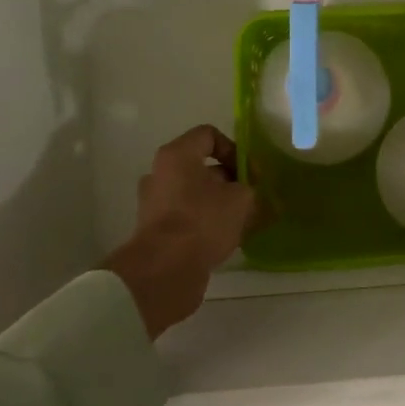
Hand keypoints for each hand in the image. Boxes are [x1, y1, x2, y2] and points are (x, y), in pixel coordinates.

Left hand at [107, 125, 258, 338]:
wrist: (164, 270)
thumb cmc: (203, 221)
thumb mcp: (242, 199)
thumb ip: (250, 188)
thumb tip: (250, 193)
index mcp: (177, 155)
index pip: (209, 135)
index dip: (234, 149)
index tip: (248, 172)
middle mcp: (160, 173)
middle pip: (202, 167)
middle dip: (230, 181)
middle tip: (250, 198)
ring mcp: (154, 202)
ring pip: (195, 194)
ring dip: (219, 203)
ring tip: (242, 222)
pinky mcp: (154, 229)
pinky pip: (186, 216)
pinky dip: (205, 222)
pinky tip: (226, 238)